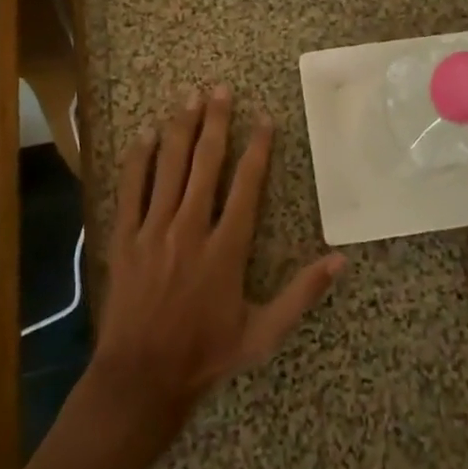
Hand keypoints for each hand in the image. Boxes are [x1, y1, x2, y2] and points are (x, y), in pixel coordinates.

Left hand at [88, 84, 344, 440]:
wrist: (140, 379)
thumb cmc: (205, 354)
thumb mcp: (263, 333)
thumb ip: (301, 294)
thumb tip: (341, 260)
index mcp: (226, 248)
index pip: (246, 185)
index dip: (257, 148)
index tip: (264, 118)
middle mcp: (190, 228)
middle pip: (205, 163)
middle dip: (215, 122)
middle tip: (221, 88)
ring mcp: (154, 230)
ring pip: (169, 166)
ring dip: (180, 128)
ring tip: (189, 96)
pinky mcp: (126, 238)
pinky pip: (132, 189)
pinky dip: (139, 158)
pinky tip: (146, 133)